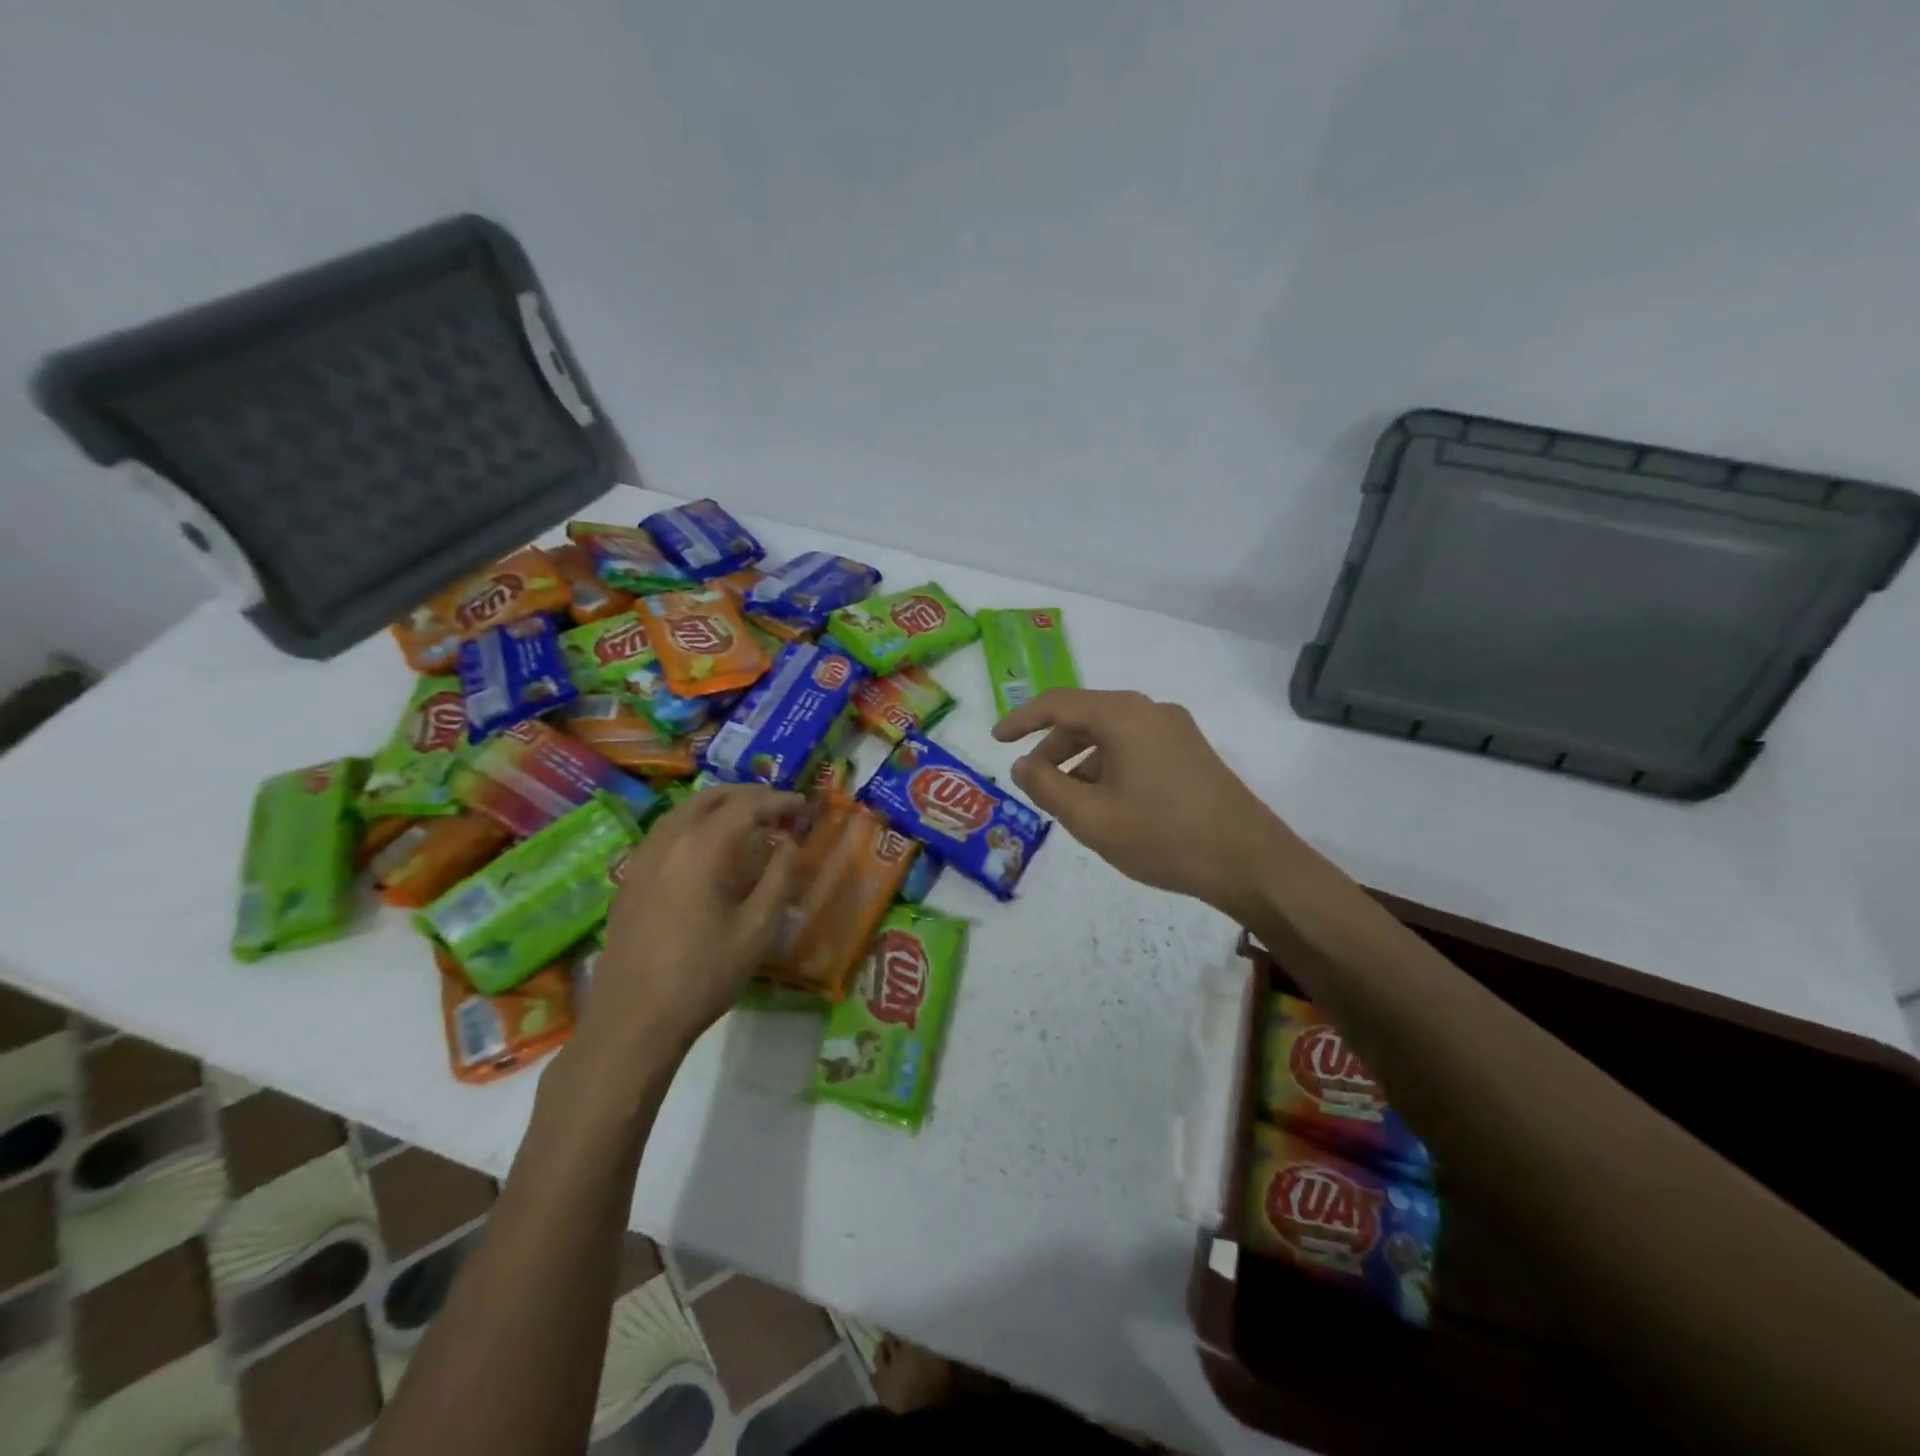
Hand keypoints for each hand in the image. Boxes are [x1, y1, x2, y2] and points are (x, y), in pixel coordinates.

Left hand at [584, 785, 801, 1066]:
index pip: (745, 806)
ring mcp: (642, 860)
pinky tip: (708, 848)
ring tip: (747, 818)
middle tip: (778, 805)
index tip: (804, 806)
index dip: (778, 801)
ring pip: (682, 811)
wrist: (633, 1020)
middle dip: (747, 795)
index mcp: (700, 848)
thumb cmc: (704, 975)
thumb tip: (789, 845)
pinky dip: (694, 824)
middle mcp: (667, 841)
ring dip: (718, 806)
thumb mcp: (758, 929)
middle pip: (709, 798)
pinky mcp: (629, 881)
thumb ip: (779, 878)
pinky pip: (666, 833)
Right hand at [992, 688, 1295, 923]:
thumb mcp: (1091, 818)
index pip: (1058, 703)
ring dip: (1082, 762)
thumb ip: (1047, 787)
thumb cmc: (1163, 836)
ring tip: (1070, 804)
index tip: (996, 739)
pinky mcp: (1191, 751)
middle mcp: (1150, 711)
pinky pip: (1135, 748)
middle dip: (1053, 748)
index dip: (1021, 719)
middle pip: (1086, 718)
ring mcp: (1176, 730)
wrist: (1250, 860)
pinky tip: (1108, 805)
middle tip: (1034, 783)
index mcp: (1123, 716)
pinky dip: (1110, 768)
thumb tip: (1023, 765)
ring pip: (1112, 735)